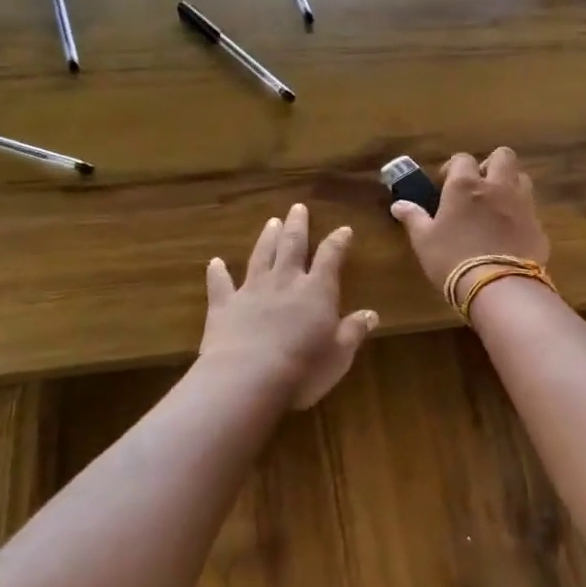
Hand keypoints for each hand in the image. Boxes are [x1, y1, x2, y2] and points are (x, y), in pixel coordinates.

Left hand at [201, 203, 377, 409]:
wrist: (247, 378)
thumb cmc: (304, 368)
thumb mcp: (340, 353)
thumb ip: (354, 331)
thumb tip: (372, 314)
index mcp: (316, 291)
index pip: (330, 257)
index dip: (338, 242)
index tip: (344, 229)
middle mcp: (284, 282)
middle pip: (292, 246)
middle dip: (297, 226)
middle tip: (298, 208)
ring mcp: (251, 291)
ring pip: (260, 256)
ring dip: (266, 238)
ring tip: (271, 222)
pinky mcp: (223, 306)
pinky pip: (220, 284)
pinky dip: (217, 272)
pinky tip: (214, 262)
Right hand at [390, 148, 550, 293]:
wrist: (498, 286)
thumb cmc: (452, 259)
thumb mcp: (424, 241)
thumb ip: (413, 218)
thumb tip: (399, 204)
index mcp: (465, 185)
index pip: (462, 158)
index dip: (454, 168)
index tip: (445, 183)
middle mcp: (497, 186)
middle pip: (503, 156)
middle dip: (491, 165)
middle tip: (478, 186)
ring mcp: (522, 203)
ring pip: (521, 178)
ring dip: (509, 184)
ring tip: (496, 205)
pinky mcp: (538, 225)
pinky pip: (530, 209)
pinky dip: (520, 213)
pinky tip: (510, 232)